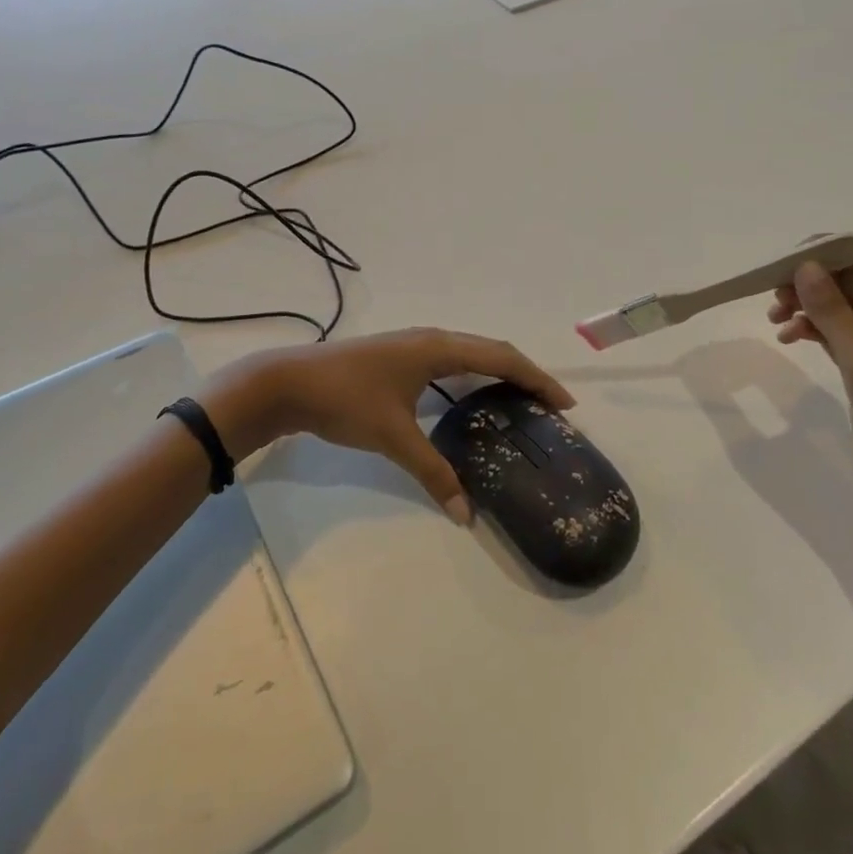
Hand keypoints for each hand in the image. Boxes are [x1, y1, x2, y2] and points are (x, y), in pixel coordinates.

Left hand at [206, 329, 574, 524]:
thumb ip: (433, 473)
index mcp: (438, 348)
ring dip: (498, 374)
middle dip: (524, 375)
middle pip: (491, 351)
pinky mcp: (399, 356)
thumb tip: (466, 514)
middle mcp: (432, 339)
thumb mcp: (393, 438)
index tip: (564, 403)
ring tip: (519, 403)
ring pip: (470, 354)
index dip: (536, 378)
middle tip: (549, 407)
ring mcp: (413, 345)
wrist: (288, 382)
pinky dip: (472, 377)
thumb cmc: (346, 400)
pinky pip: (451, 361)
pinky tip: (470, 401)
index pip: (501, 357)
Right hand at [766, 240, 852, 523]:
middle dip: (812, 279)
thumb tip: (805, 267)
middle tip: (773, 293)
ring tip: (775, 317)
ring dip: (806, 303)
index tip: (787, 262)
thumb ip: (834, 312)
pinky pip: (833, 331)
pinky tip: (786, 337)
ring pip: (839, 304)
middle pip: (852, 277)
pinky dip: (809, 328)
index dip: (831, 251)